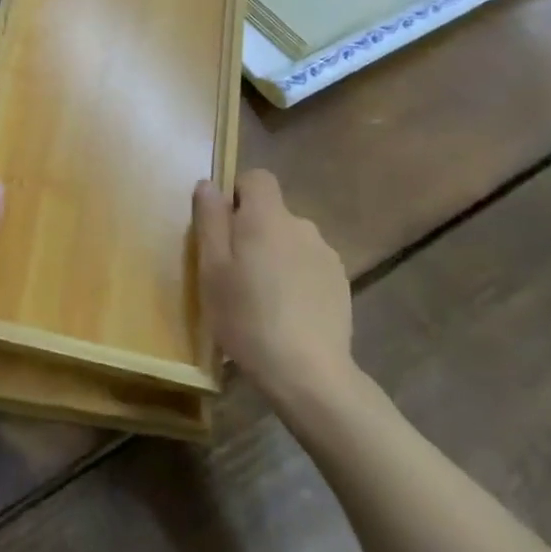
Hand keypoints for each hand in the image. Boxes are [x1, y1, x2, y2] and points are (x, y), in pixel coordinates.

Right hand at [195, 169, 354, 404]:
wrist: (308, 373)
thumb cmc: (246, 316)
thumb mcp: (211, 268)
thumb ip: (210, 220)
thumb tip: (209, 184)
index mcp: (267, 217)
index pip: (258, 178)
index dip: (238, 194)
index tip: (223, 227)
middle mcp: (302, 226)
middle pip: (272, 212)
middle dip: (253, 231)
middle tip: (233, 271)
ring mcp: (326, 255)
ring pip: (291, 241)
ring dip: (275, 255)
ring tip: (260, 297)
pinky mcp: (341, 284)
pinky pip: (309, 265)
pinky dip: (296, 278)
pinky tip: (286, 312)